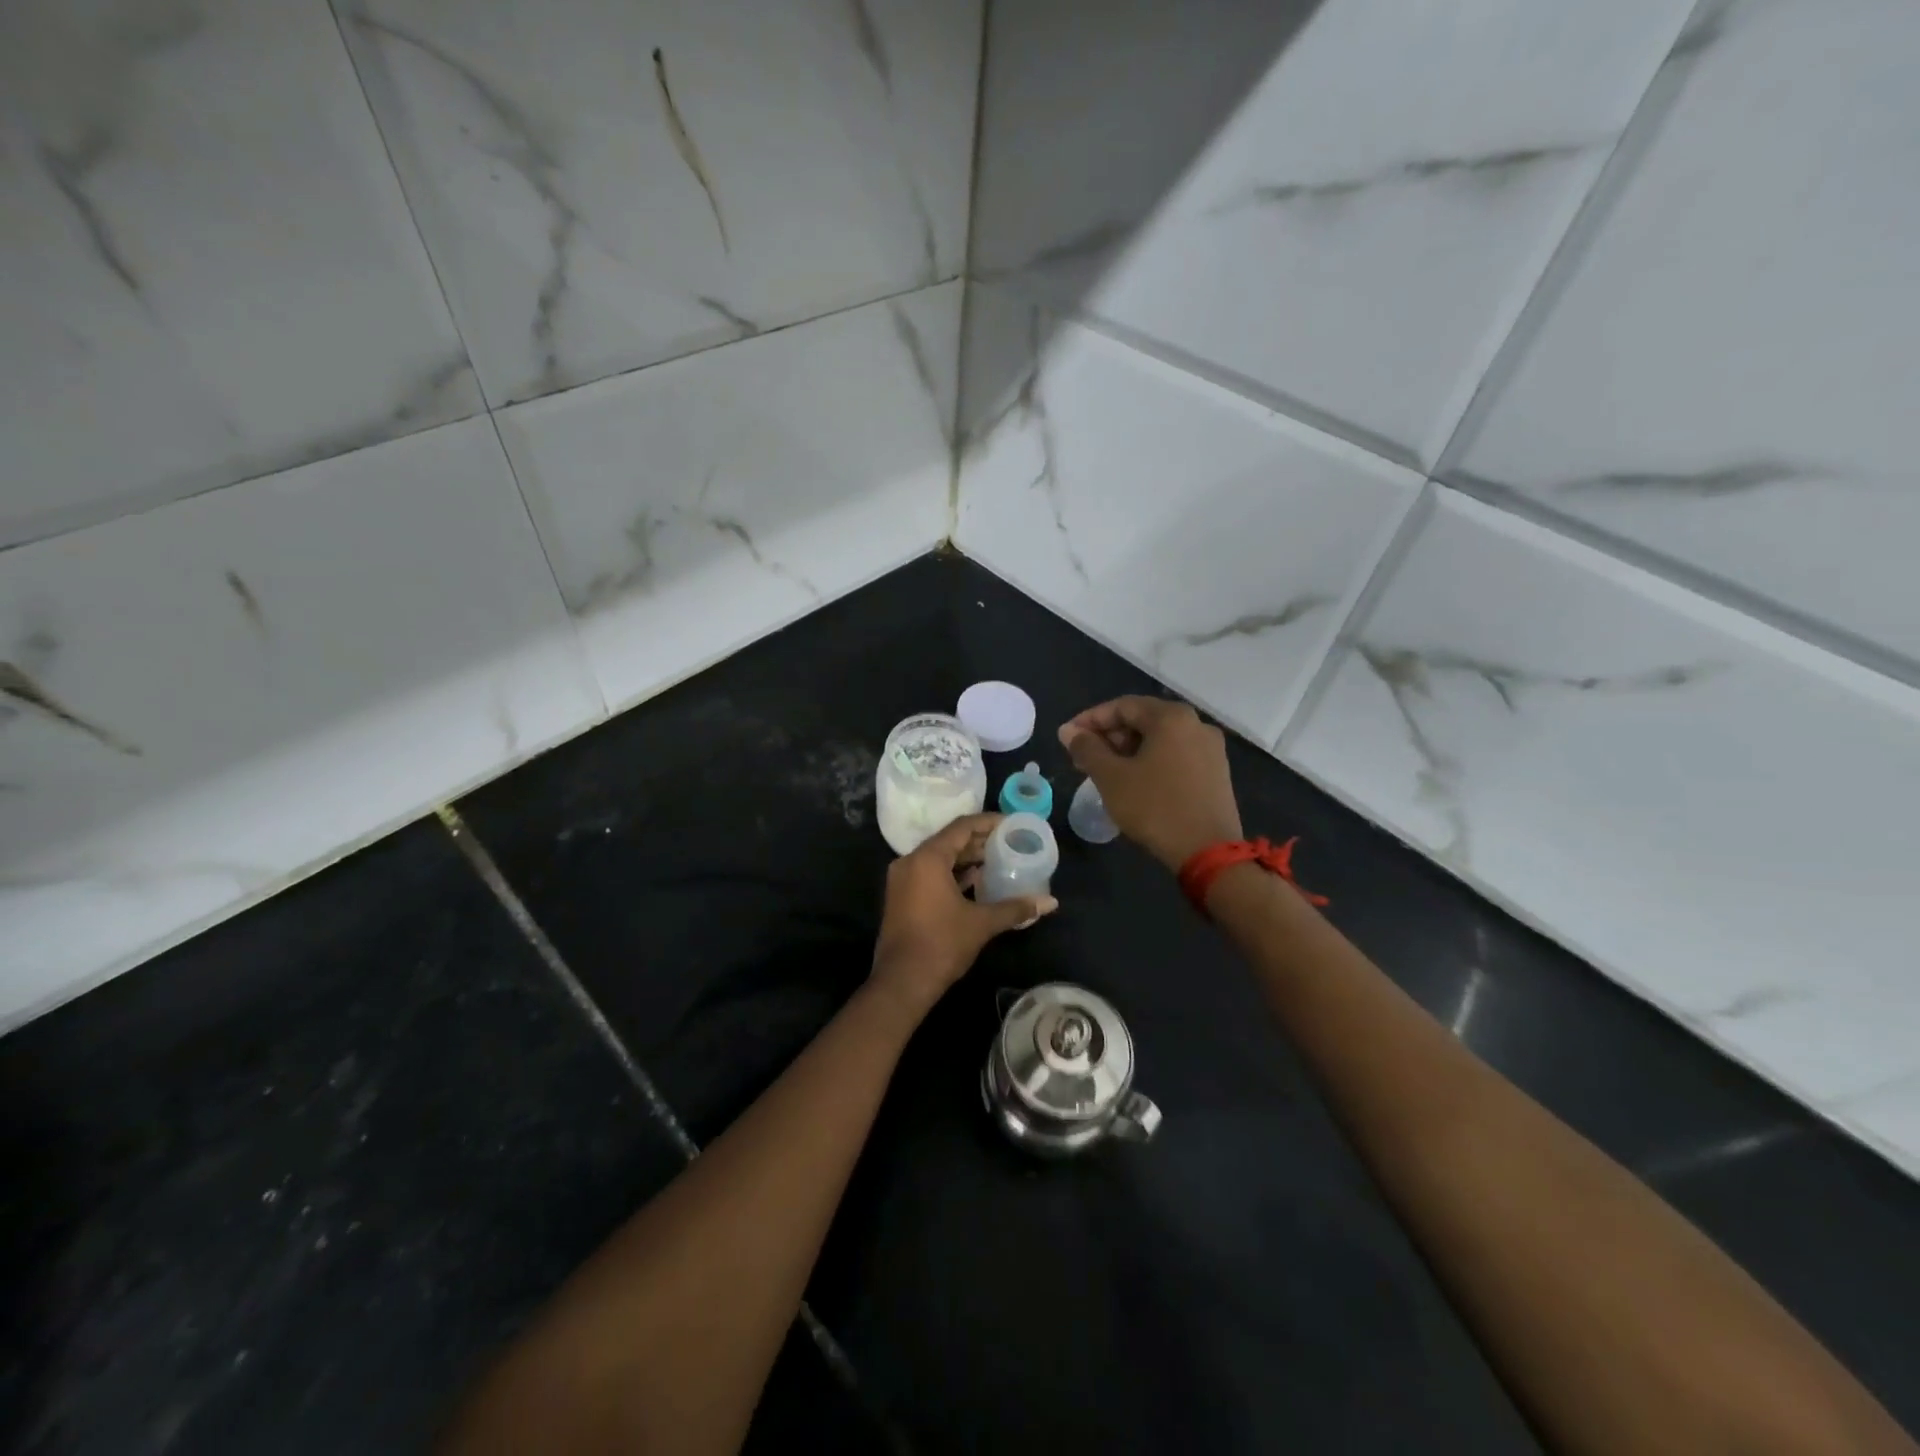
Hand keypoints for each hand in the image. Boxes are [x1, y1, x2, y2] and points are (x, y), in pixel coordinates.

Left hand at [869, 813, 1056, 1018]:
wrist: (902, 981)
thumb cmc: (942, 944)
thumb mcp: (982, 923)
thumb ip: (1015, 908)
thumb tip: (1050, 902)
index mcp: (928, 858)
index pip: (962, 827)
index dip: (988, 822)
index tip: (1011, 824)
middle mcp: (911, 861)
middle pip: (949, 840)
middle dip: (979, 841)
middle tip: (1009, 843)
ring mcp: (902, 879)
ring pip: (939, 858)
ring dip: (966, 858)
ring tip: (998, 860)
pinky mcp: (901, 896)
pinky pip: (930, 873)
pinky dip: (952, 873)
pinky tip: (976, 881)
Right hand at [1058, 697, 1242, 870]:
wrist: (1208, 851)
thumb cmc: (1155, 807)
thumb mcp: (1112, 777)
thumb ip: (1087, 748)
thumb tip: (1067, 731)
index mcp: (1171, 717)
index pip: (1121, 706)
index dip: (1089, 720)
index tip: (1067, 738)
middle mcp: (1195, 724)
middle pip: (1142, 720)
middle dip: (1109, 737)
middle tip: (1083, 758)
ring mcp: (1210, 749)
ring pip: (1159, 739)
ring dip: (1128, 751)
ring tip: (1104, 773)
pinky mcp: (1216, 772)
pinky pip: (1175, 755)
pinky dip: (1150, 762)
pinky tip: (1134, 782)